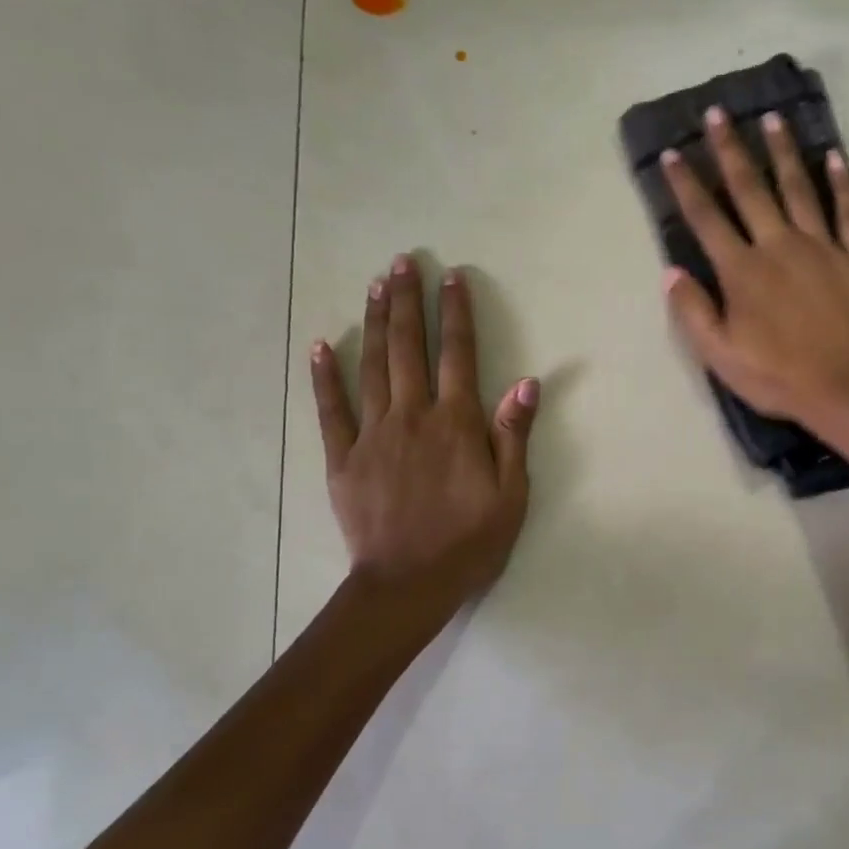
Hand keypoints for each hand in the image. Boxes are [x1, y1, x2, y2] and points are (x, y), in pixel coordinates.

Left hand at [310, 255, 537, 592]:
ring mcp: (373, 435)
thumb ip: (513, 435)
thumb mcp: (511, 495)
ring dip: (375, 323)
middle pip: (409, 348)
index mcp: (456, 424)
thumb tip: (527, 382)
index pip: (458, 354)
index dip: (456, 313)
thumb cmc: (469, 542)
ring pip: (372, 367)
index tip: (452, 277)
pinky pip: (330, 409)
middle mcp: (413, 417)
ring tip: (375, 286)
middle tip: (402, 263)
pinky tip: (321, 345)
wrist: (408, 585)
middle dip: (408, 302)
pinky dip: (324, 376)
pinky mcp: (342, 458)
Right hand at [662, 106, 848, 425]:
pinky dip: (843, 183)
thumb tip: (670, 272)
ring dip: (783, 152)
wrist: (847, 388)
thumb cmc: (778, 376)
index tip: (674, 153)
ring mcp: (822, 246)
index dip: (686, 185)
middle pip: (750, 189)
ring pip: (799, 188)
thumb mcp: (721, 356)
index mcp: (742, 271)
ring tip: (772, 119)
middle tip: (718, 113)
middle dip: (730, 150)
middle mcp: (779, 245)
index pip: (707, 218)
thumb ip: (693, 312)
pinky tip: (835, 156)